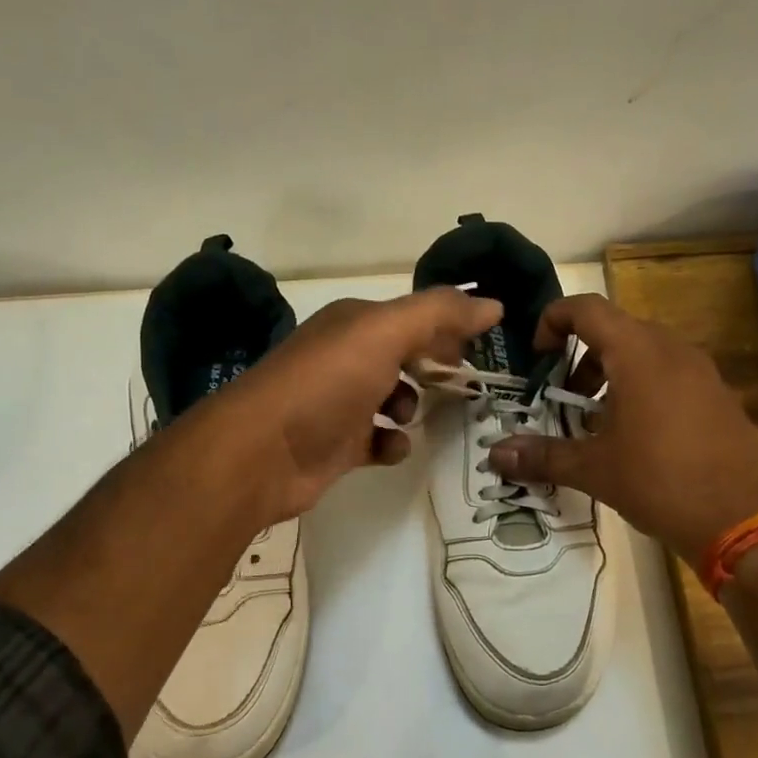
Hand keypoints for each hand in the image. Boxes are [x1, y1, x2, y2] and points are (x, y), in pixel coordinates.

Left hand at [191, 288, 502, 524]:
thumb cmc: (326, 383)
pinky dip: (392, 443)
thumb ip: (440, 314)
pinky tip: (390, 446)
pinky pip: (379, 440)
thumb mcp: (385, 333)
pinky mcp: (338, 444)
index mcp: (355, 323)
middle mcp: (347, 357)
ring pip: (394, 398)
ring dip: (412, 407)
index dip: (448, 327)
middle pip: (405, 356)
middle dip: (434, 368)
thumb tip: (494, 304)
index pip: (414, 316)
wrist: (263, 452)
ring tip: (409, 415)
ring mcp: (340, 402)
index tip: (481, 346)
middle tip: (462, 384)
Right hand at [487, 294, 757, 565]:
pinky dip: (646, 389)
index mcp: (638, 353)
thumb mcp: (593, 470)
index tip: (538, 355)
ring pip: (647, 353)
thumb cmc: (659, 481)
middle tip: (565, 398)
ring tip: (598, 422)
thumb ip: (542, 456)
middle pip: (616, 330)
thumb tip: (496, 455)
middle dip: (582, 358)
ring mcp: (703, 372)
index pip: (587, 309)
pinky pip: (673, 375)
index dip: (554, 320)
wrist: (742, 518)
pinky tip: (639, 437)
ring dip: (614, 375)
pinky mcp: (721, 396)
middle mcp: (673, 350)